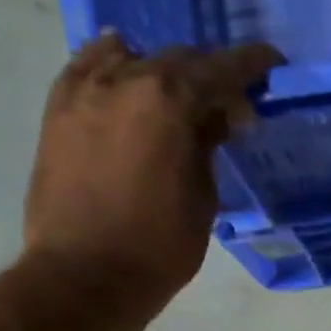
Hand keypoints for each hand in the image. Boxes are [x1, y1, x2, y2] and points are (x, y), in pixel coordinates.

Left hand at [23, 32, 282, 308]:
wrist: (86, 273)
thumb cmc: (159, 246)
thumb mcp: (202, 198)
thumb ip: (207, 145)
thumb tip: (218, 116)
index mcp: (168, 100)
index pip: (220, 68)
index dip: (251, 65)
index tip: (272, 64)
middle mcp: (123, 79)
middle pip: (176, 59)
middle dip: (209, 74)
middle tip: (231, 102)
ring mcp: (83, 89)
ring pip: (131, 56)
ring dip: (161, 70)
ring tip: (177, 95)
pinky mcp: (57, 108)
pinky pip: (90, 68)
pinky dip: (116, 70)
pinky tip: (127, 85)